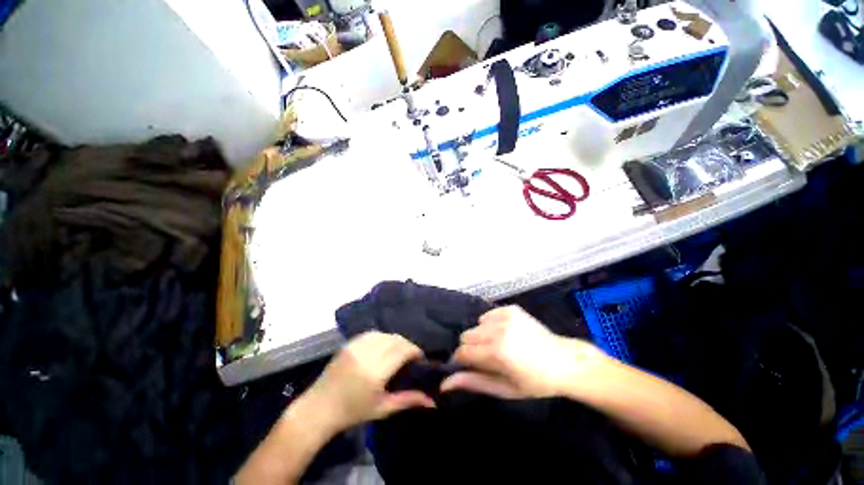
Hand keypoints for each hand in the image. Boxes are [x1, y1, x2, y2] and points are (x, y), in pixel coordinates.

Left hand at [299, 332, 434, 434]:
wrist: (319, 409)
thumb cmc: (353, 413)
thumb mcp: (383, 409)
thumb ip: (408, 400)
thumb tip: (433, 401)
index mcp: (375, 372)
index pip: (402, 350)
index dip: (415, 350)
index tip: (420, 357)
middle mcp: (366, 355)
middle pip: (395, 339)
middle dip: (407, 345)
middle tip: (410, 355)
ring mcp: (356, 347)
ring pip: (384, 334)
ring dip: (394, 340)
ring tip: (397, 351)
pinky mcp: (349, 344)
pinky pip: (371, 333)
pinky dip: (381, 337)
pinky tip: (382, 346)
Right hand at [441, 306, 607, 398]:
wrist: (565, 362)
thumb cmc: (535, 382)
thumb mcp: (504, 389)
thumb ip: (473, 382)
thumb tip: (445, 383)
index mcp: (496, 352)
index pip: (462, 352)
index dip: (462, 361)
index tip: (470, 367)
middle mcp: (498, 330)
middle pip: (466, 336)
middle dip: (472, 348)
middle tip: (488, 359)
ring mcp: (505, 316)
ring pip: (476, 325)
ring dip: (482, 336)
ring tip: (499, 346)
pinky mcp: (510, 309)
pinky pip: (488, 315)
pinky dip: (491, 325)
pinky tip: (506, 334)